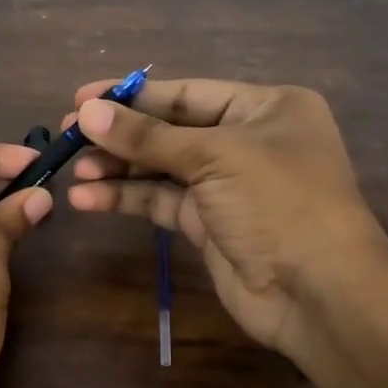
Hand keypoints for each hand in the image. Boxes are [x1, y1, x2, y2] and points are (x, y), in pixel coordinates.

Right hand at [64, 77, 387, 364]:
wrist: (319, 294)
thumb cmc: (279, 203)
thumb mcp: (214, 158)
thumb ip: (147, 137)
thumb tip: (87, 113)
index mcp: (265, 108)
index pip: (187, 94)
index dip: (133, 96)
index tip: (82, 99)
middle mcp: (246, 141)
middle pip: (170, 130)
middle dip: (120, 134)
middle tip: (68, 135)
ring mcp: (227, 186)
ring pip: (161, 169)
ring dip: (118, 169)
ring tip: (75, 171)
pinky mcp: (209, 225)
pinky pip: (161, 203)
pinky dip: (127, 199)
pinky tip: (88, 199)